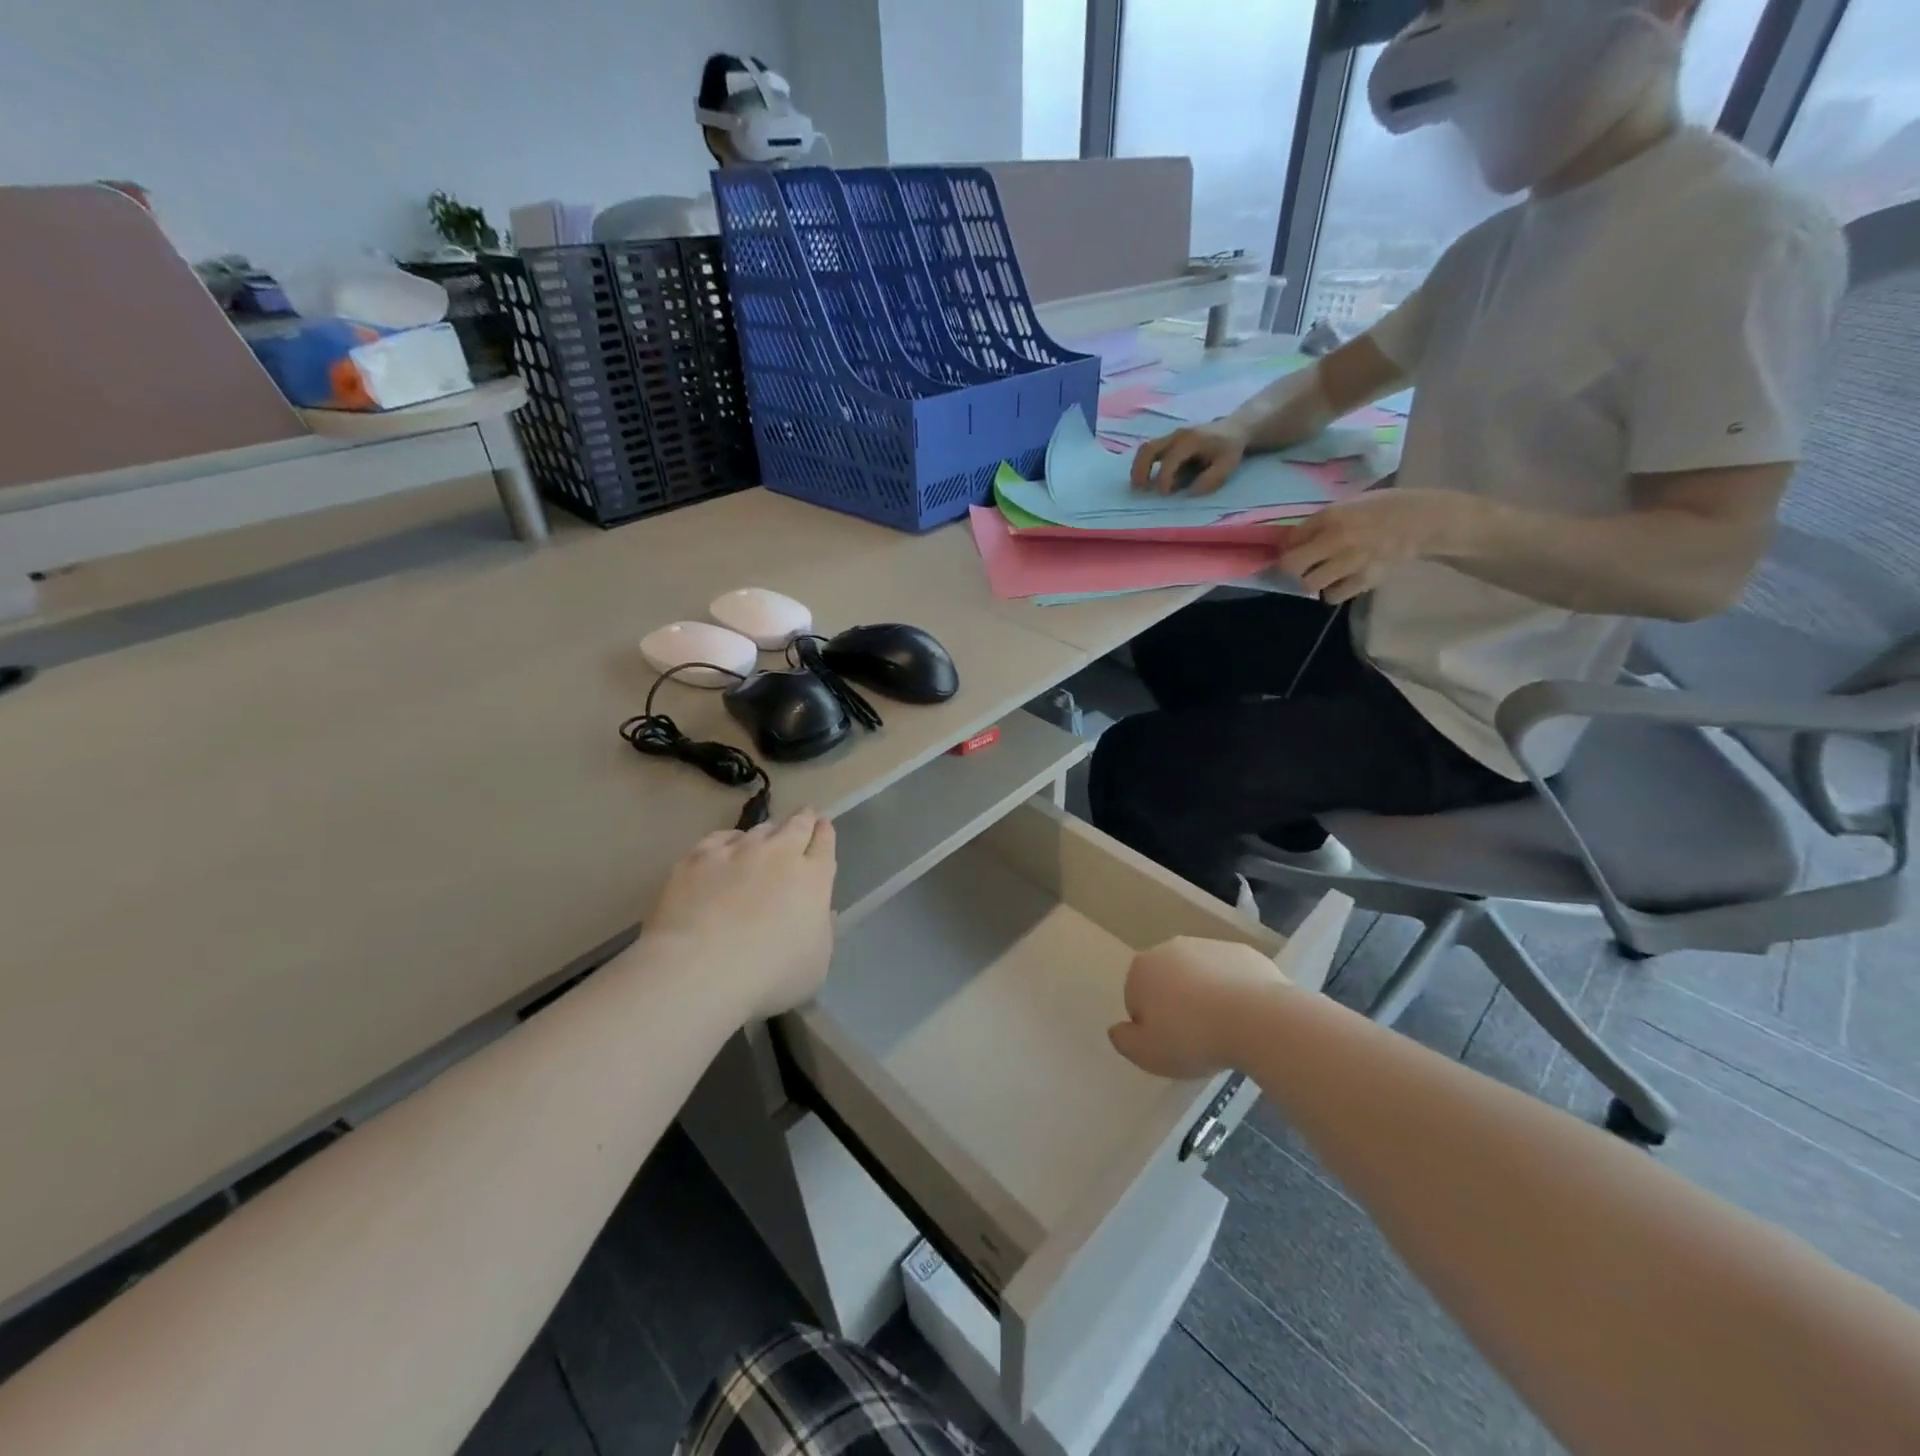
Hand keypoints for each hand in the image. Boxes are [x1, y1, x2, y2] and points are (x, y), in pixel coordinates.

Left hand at [643, 810, 837, 1020]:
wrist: (700, 970)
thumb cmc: (769, 976)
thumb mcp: (816, 966)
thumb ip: (822, 931)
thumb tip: (821, 912)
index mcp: (813, 878)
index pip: (825, 843)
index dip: (825, 833)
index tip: (823, 826)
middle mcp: (779, 854)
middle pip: (796, 825)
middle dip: (802, 819)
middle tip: (803, 817)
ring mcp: (737, 851)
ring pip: (759, 829)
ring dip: (767, 831)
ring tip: (764, 838)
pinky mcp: (698, 857)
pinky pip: (720, 837)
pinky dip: (728, 841)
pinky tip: (725, 849)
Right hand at [1108, 937, 1291, 1079]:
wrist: (1257, 1019)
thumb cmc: (1192, 1038)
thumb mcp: (1146, 1054)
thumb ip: (1123, 1041)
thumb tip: (1118, 1029)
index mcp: (1142, 968)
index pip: (1136, 998)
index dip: (1151, 1026)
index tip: (1170, 1044)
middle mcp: (1172, 947)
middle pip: (1168, 982)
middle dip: (1177, 1005)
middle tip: (1195, 1038)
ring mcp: (1210, 946)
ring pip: (1201, 977)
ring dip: (1206, 998)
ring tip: (1224, 1030)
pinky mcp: (1244, 952)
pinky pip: (1232, 976)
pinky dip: (1234, 993)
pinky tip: (1246, 1017)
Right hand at [1129, 419, 1251, 495]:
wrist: (1234, 428)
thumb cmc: (1229, 449)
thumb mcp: (1227, 465)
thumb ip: (1210, 479)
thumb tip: (1190, 493)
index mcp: (1190, 441)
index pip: (1170, 460)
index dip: (1164, 479)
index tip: (1164, 495)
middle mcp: (1176, 436)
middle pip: (1149, 449)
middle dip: (1140, 470)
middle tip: (1139, 490)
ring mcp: (1170, 437)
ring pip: (1145, 449)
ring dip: (1138, 468)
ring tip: (1138, 486)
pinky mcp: (1168, 441)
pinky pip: (1150, 451)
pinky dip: (1143, 465)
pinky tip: (1145, 480)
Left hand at [1278, 488, 1487, 603]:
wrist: (1423, 522)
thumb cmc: (1383, 509)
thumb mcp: (1349, 504)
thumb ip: (1321, 521)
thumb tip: (1292, 539)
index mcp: (1331, 516)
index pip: (1290, 539)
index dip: (1285, 547)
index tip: (1289, 549)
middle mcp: (1336, 539)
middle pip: (1291, 566)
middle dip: (1290, 568)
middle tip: (1297, 567)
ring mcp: (1349, 562)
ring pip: (1309, 584)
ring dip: (1310, 581)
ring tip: (1319, 575)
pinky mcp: (1363, 581)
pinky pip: (1332, 595)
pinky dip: (1331, 592)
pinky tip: (1338, 582)